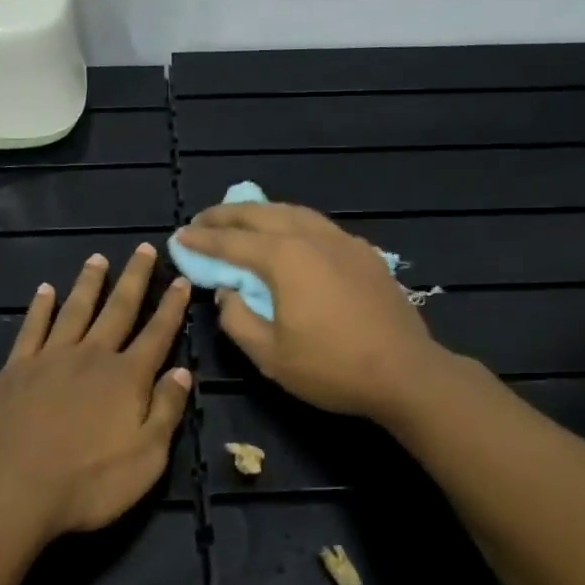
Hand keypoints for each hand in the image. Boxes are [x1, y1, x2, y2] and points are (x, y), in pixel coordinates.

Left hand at [0, 242, 192, 542]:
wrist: (12, 487)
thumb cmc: (88, 481)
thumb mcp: (146, 458)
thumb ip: (166, 411)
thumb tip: (182, 372)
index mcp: (127, 377)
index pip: (157, 334)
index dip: (171, 307)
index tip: (181, 280)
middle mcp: (92, 356)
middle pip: (119, 309)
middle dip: (135, 279)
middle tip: (144, 249)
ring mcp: (51, 357)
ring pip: (76, 309)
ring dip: (89, 283)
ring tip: (98, 259)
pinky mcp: (17, 368)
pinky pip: (33, 327)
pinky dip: (41, 307)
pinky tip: (45, 290)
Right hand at [173, 203, 443, 421]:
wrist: (405, 372)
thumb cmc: (332, 367)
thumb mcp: (270, 355)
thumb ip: (238, 318)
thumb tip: (228, 292)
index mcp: (284, 258)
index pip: (231, 242)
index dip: (202, 240)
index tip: (179, 236)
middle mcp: (311, 237)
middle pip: (261, 214)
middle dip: (227, 214)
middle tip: (202, 220)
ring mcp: (342, 241)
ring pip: (293, 212)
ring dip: (261, 212)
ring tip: (241, 218)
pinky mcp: (364, 252)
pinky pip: (319, 225)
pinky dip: (293, 222)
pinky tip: (291, 235)